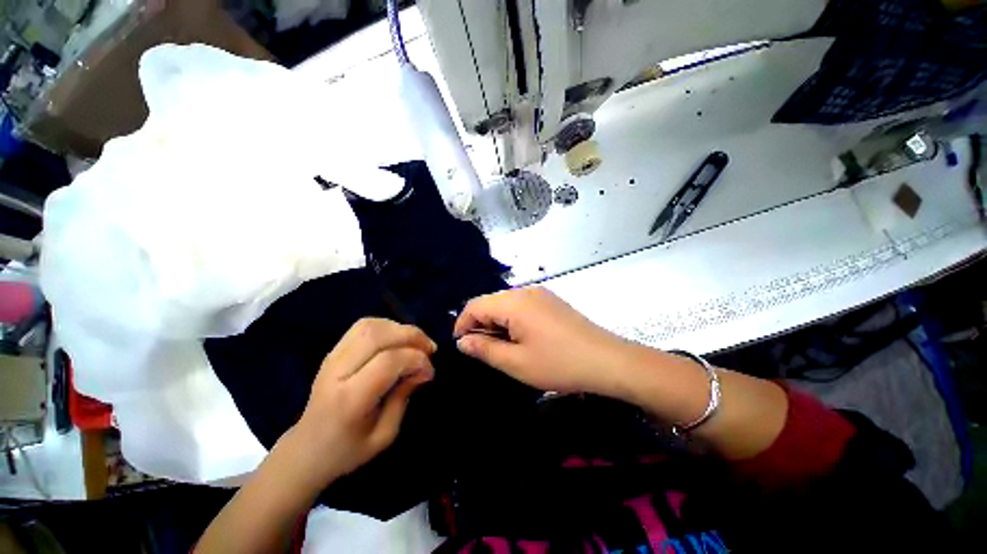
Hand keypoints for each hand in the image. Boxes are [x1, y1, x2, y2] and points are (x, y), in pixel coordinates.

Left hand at [294, 318, 436, 484]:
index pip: (388, 361)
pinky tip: (397, 340)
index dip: (416, 360)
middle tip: (429, 349)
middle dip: (412, 336)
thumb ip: (404, 397)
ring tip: (415, 343)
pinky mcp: (333, 351)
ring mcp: (332, 357)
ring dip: (400, 329)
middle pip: (379, 335)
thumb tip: (423, 369)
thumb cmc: (347, 450)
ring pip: (370, 325)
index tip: (429, 372)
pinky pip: (363, 326)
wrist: (306, 450)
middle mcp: (337, 371)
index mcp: (349, 399)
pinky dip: (387, 326)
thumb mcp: (385, 435)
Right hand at [453, 287, 629, 395]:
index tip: (461, 346)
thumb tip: (462, 341)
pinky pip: (521, 306)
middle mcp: (525, 291)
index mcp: (513, 302)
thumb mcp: (516, 362)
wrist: (608, 360)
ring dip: (496, 323)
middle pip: (490, 302)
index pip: (475, 305)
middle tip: (482, 351)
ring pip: (505, 304)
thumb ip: (484, 349)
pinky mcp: (550, 301)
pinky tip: (520, 338)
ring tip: (501, 348)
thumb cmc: (559, 363)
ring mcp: (540, 294)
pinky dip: (512, 320)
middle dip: (480, 324)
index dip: (462, 324)